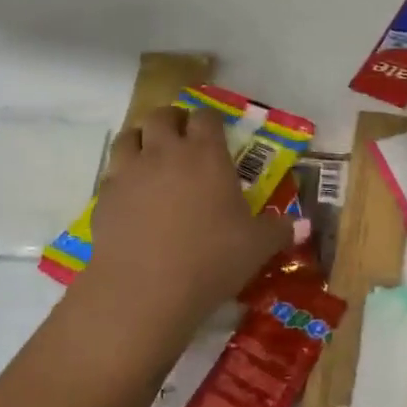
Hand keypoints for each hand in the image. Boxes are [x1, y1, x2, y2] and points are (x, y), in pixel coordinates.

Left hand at [80, 105, 290, 349]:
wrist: (144, 290)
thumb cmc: (210, 260)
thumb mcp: (256, 247)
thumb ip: (279, 231)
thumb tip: (302, 226)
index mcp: (206, 154)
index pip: (206, 116)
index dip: (209, 120)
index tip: (214, 132)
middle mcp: (166, 151)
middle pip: (162, 115)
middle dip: (172, 120)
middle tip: (181, 139)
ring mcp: (130, 171)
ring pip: (130, 135)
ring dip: (141, 140)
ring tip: (150, 158)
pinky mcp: (104, 196)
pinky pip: (112, 172)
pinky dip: (122, 176)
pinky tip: (131, 197)